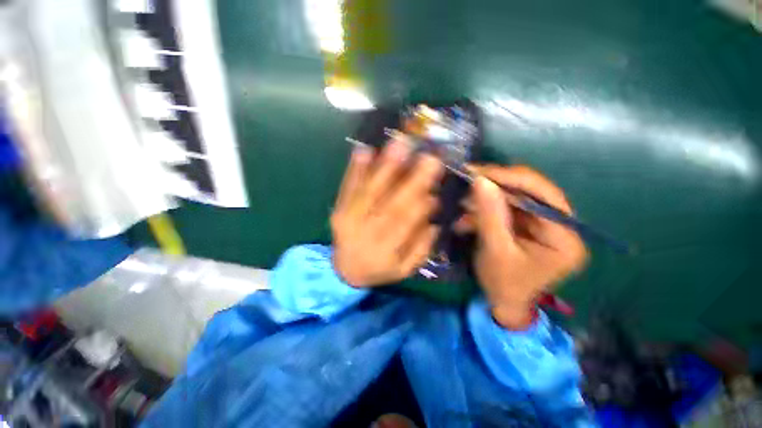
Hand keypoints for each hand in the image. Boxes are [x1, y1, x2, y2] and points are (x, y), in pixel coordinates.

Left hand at [331, 138, 442, 287]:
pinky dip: (354, 169)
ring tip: (399, 144)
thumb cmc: (380, 269)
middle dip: (410, 180)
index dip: (421, 205)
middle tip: (428, 156)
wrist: (344, 272)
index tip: (436, 187)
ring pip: (369, 192)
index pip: (406, 224)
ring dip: (384, 167)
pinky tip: (363, 150)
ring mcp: (349, 219)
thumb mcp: (404, 269)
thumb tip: (434, 223)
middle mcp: (367, 233)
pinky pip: (346, 189)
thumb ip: (420, 249)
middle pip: (390, 204)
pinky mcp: (338, 210)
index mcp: (386, 250)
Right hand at [457, 165, 587, 328]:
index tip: (480, 172)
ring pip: (514, 198)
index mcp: (565, 237)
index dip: (512, 179)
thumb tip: (481, 180)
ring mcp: (543, 224)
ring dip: (486, 200)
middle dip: (495, 188)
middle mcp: (561, 225)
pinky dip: (484, 210)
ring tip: (462, 205)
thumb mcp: (495, 251)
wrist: (503, 302)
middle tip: (468, 181)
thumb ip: (490, 215)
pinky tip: (467, 218)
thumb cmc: (503, 284)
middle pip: (529, 193)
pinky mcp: (527, 225)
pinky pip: (506, 208)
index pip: (544, 195)